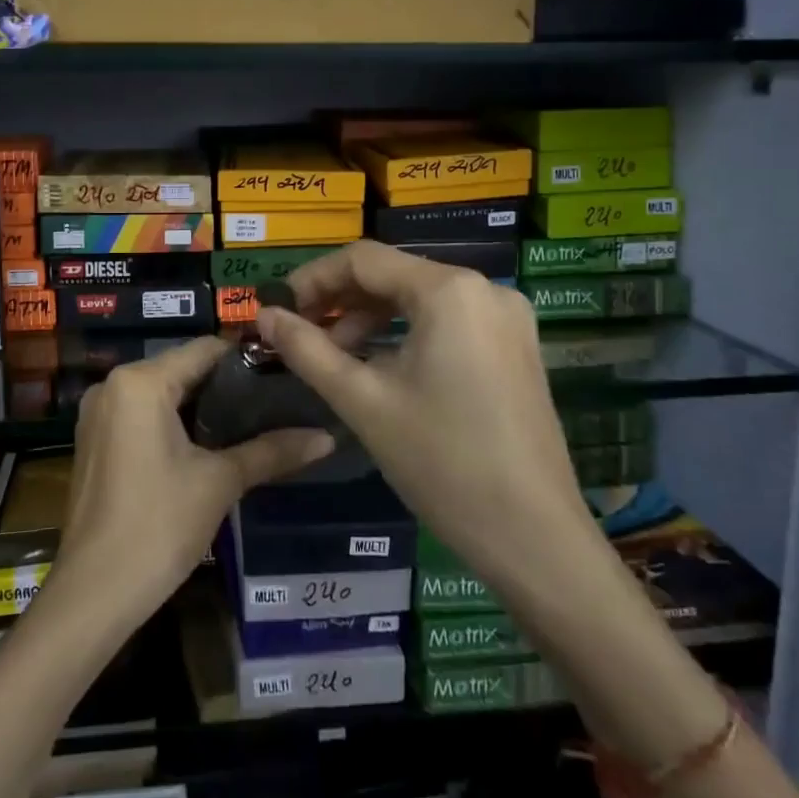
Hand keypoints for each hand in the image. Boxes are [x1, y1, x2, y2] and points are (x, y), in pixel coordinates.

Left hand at [53, 336, 334, 627]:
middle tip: (276, 403)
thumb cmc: (158, 525)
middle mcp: (113, 385)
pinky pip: (142, 415)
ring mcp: (98, 413)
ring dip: (202, 406)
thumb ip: (272, 451)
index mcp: (141, 382)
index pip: (205, 350)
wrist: (94, 593)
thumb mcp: (220, 482)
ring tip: (252, 423)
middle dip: (227, 386)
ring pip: (162, 393)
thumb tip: (327, 437)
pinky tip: (209, 445)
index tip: (284, 375)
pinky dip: (174, 423)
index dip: (247, 360)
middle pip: (183, 369)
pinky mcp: (94, 440)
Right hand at [255, 241, 607, 599]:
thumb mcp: (362, 401)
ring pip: (420, 298)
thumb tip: (264, 315)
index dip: (312, 279)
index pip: (363, 260)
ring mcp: (506, 318)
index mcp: (448, 290)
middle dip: (341, 301)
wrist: (534, 537)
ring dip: (371, 318)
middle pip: (393, 275)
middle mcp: (484, 288)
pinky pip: (448, 321)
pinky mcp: (515, 346)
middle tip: (299, 334)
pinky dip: (406, 332)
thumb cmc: (441, 461)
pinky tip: (380, 365)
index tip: (277, 310)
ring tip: (334, 355)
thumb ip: (307, 349)